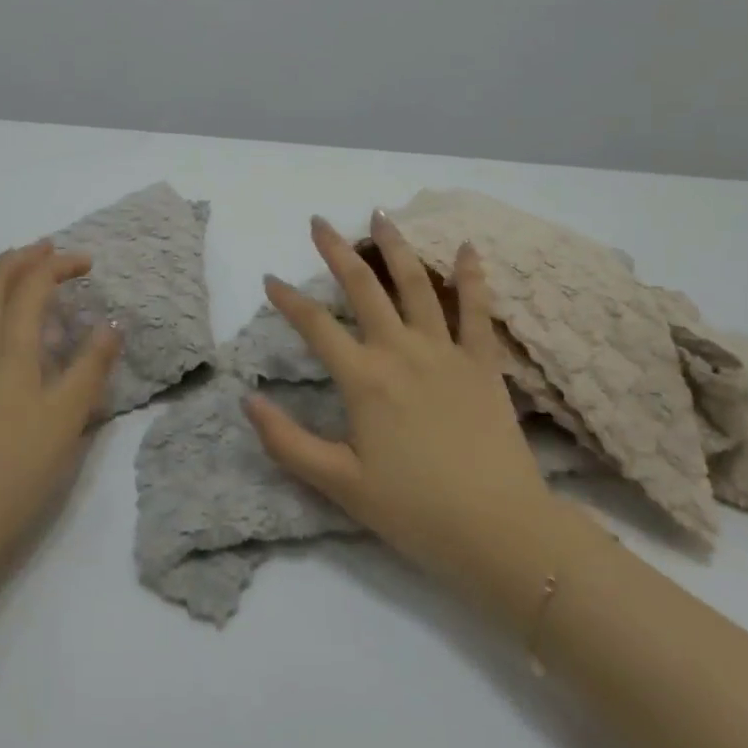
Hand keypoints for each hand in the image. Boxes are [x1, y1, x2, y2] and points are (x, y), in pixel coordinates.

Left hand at [0, 243, 120, 567]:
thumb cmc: (18, 466)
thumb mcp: (68, 416)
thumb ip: (91, 365)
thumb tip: (111, 324)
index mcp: (11, 341)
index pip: (34, 283)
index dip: (59, 265)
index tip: (85, 264)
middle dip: (23, 258)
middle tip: (48, 252)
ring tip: (5, 268)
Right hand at [243, 212, 558, 603]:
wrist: (499, 531)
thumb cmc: (414, 511)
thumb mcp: (339, 483)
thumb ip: (287, 442)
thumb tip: (248, 401)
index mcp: (364, 379)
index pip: (316, 326)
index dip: (288, 300)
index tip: (270, 278)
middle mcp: (401, 351)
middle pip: (364, 288)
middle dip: (337, 252)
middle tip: (319, 222)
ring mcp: (445, 351)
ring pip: (416, 285)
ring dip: (395, 248)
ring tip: (380, 216)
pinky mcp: (482, 363)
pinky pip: (477, 311)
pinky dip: (472, 277)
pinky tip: (468, 248)